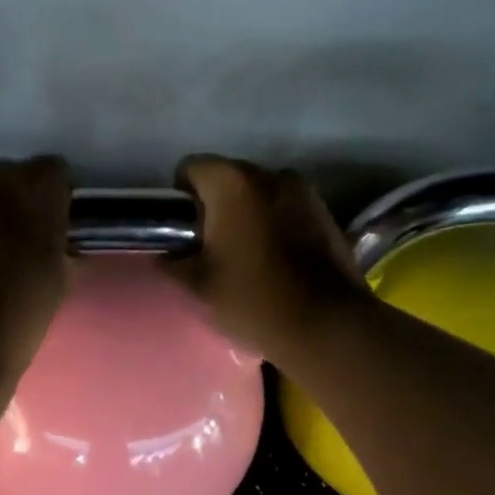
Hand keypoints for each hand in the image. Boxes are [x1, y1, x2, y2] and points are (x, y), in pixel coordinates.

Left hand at [0, 156, 74, 378]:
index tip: (59, 228)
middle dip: (21, 201)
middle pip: (10, 177)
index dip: (59, 198)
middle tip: (26, 242)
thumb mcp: (58, 281)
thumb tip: (57, 243)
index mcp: (25, 190)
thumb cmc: (17, 318)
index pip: (53, 170)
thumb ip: (61, 246)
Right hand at [165, 156, 368, 361]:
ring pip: (261, 195)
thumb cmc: (252, 299)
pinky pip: (287, 210)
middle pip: (229, 178)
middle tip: (211, 248)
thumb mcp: (198, 286)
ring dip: (249, 215)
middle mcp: (270, 174)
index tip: (184, 232)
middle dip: (216, 206)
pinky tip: (276, 263)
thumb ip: (173, 262)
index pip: (191, 168)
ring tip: (246, 256)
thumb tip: (167, 254)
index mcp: (232, 183)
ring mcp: (305, 192)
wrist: (326, 326)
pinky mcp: (327, 215)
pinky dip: (276, 226)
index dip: (180, 198)